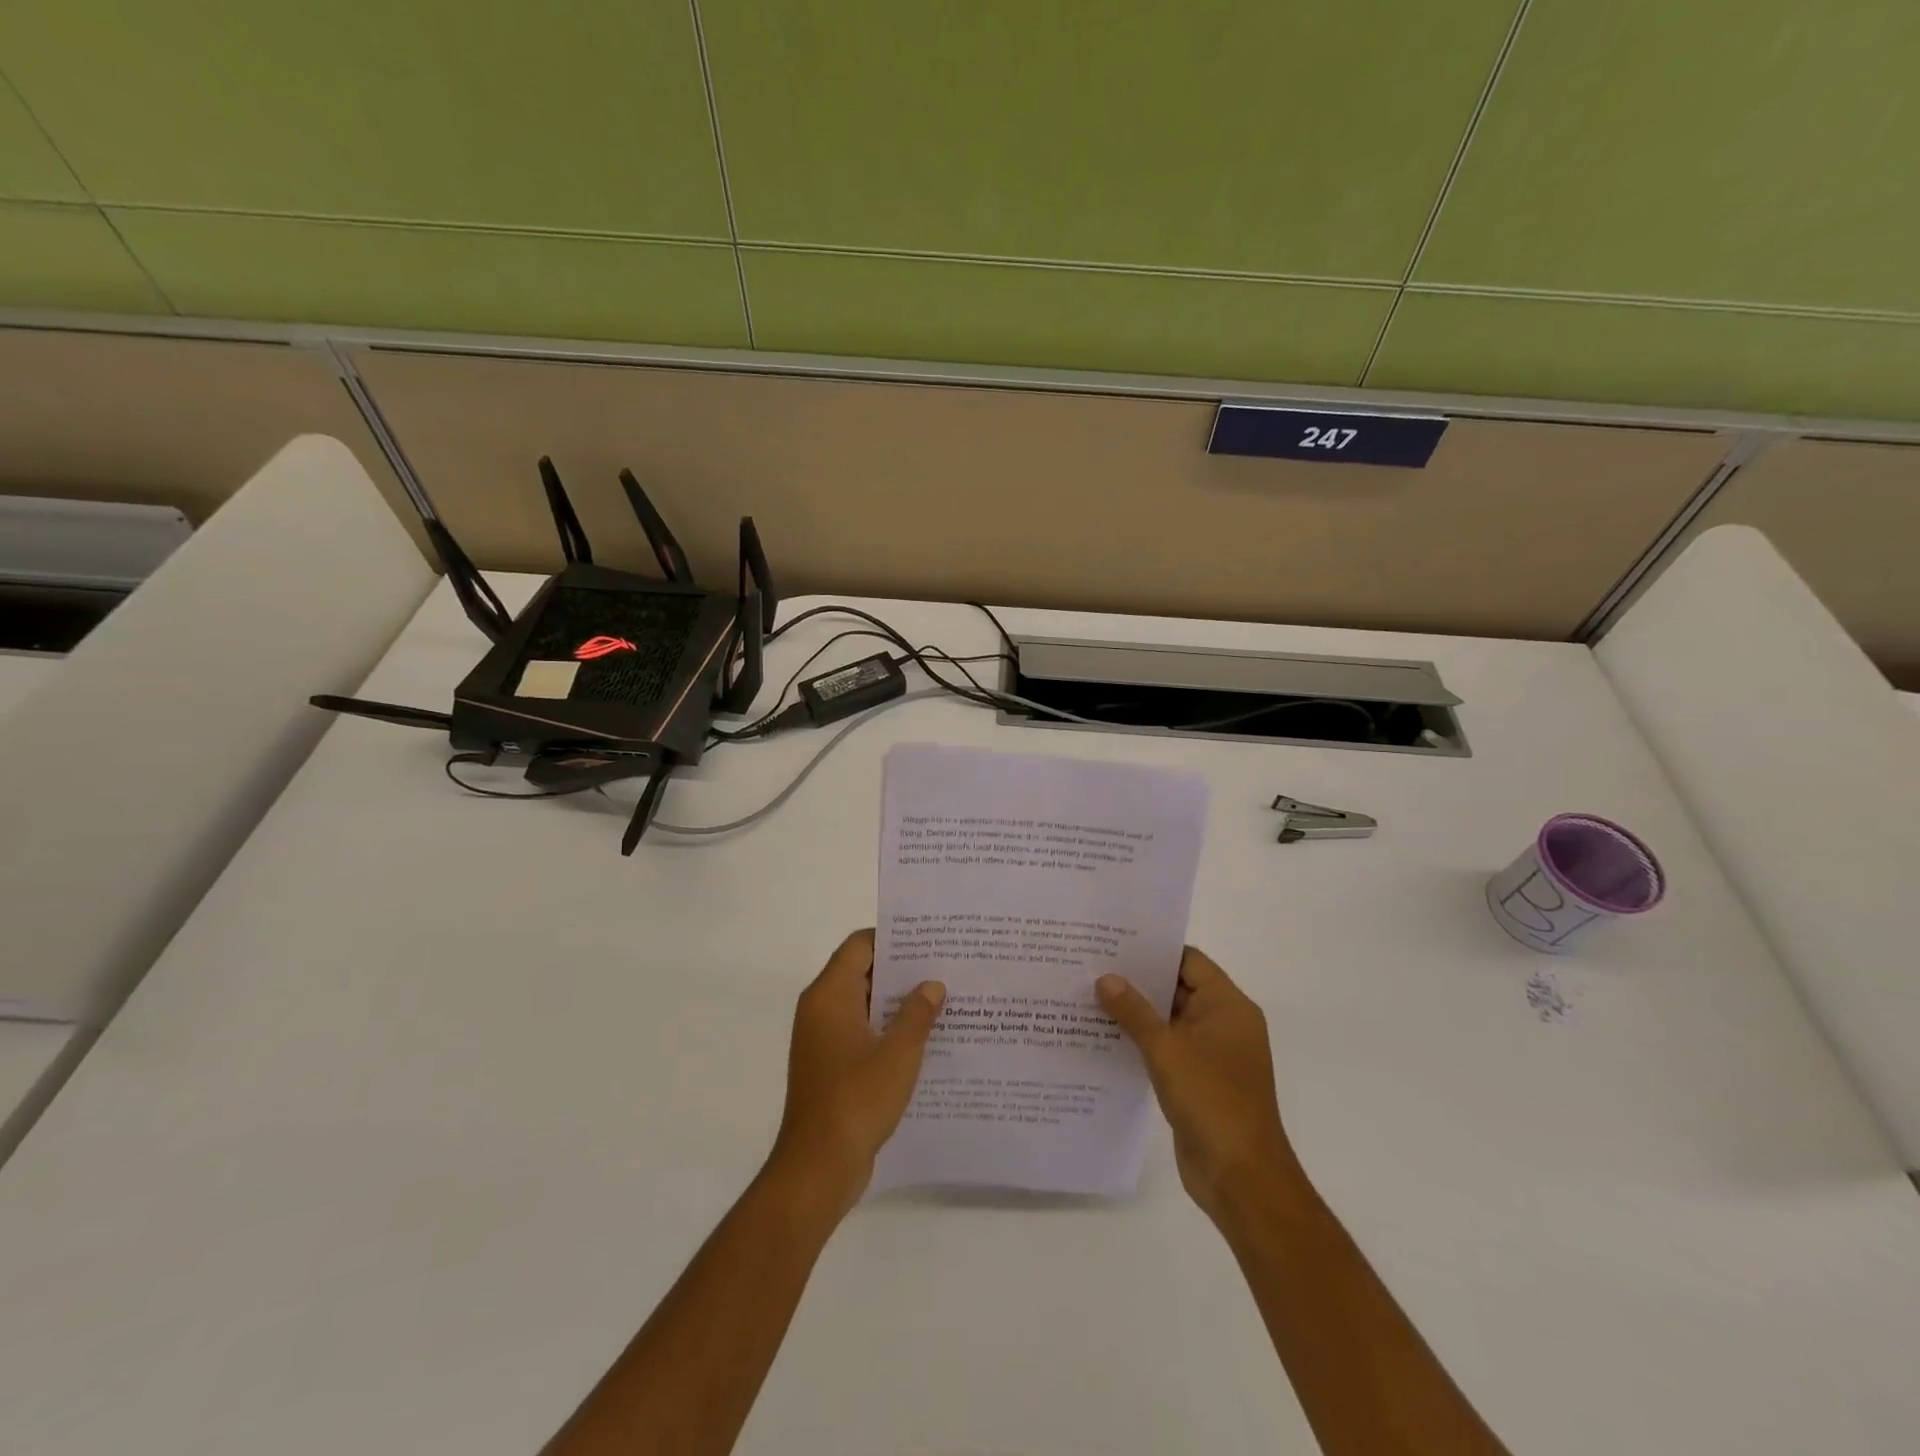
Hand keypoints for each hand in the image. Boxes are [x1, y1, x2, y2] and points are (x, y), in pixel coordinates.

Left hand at [769, 929, 945, 1215]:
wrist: (817, 1168)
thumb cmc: (857, 1100)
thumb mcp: (899, 1053)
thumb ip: (917, 1013)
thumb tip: (932, 984)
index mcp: (829, 995)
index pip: (860, 945)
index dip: (893, 938)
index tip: (930, 940)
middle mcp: (820, 1009)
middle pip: (861, 971)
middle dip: (901, 970)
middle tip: (944, 967)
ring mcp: (822, 1039)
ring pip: (863, 1004)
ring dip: (896, 1002)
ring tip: (942, 1000)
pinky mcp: (829, 1065)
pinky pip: (860, 1031)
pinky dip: (886, 1029)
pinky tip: (923, 1039)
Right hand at [1097, 948, 1302, 1221]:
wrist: (1241, 1178)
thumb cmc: (1211, 1100)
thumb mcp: (1166, 1049)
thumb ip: (1134, 1012)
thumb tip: (1105, 978)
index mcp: (1228, 1006)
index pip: (1188, 961)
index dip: (1153, 950)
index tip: (1113, 942)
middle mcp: (1223, 1023)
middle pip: (1177, 988)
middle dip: (1138, 981)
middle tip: (1092, 966)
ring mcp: (1211, 1054)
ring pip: (1169, 1021)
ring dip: (1136, 1013)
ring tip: (1089, 996)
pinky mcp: (1198, 1080)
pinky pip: (1167, 1049)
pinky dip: (1141, 1042)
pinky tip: (1104, 1037)